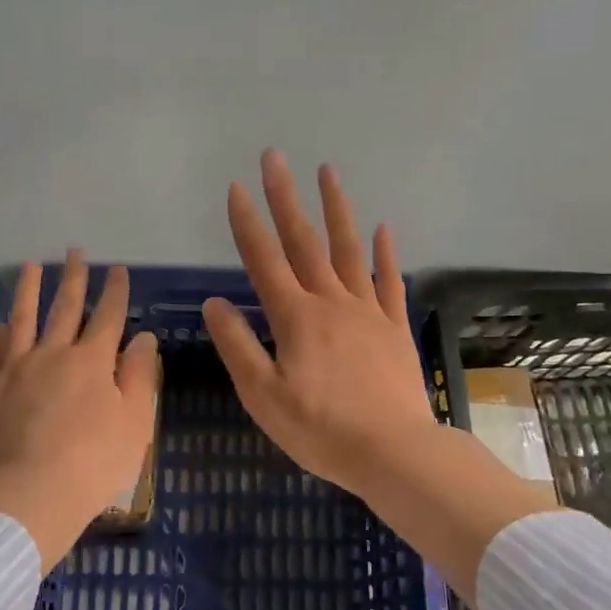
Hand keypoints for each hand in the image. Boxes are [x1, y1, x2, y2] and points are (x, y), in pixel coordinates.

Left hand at [0, 251, 160, 570]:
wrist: (30, 494)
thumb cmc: (94, 463)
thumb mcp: (134, 422)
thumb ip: (140, 376)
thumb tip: (144, 336)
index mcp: (92, 362)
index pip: (108, 316)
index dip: (115, 291)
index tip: (118, 269)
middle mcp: (52, 354)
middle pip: (65, 308)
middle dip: (73, 278)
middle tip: (75, 252)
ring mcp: (13, 369)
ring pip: (22, 319)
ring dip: (29, 290)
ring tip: (31, 265)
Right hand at [200, 150, 436, 501]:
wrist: (394, 452)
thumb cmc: (320, 430)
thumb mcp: (263, 396)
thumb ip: (238, 345)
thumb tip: (216, 303)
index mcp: (295, 318)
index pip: (264, 260)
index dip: (247, 222)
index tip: (236, 187)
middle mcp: (331, 302)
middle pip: (304, 242)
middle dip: (286, 197)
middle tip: (275, 157)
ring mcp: (368, 312)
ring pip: (349, 250)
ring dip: (337, 209)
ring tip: (328, 172)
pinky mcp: (394, 328)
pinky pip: (389, 282)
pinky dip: (385, 254)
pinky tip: (383, 228)